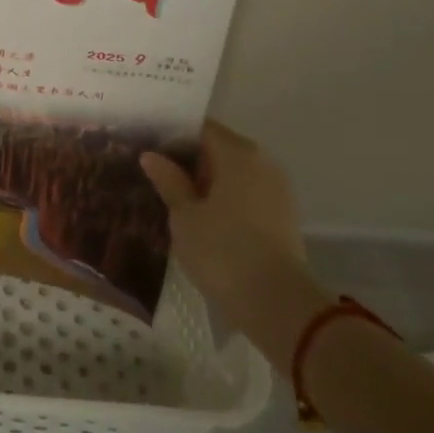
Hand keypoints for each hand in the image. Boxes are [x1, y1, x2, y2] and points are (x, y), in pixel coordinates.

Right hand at [140, 120, 321, 362]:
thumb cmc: (223, 251)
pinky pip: (247, 194)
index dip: (173, 135)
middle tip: (156, 173)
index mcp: (237, 152)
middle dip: (189, 159)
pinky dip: (225, 199)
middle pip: (219, 148)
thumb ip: (169, 181)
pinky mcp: (283, 215)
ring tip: (175, 197)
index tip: (149, 147)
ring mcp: (277, 188)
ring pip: (234, 173)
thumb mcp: (184, 215)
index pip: (201, 128)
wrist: (278, 304)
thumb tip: (152, 155)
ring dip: (208, 182)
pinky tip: (202, 217)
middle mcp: (262, 161)